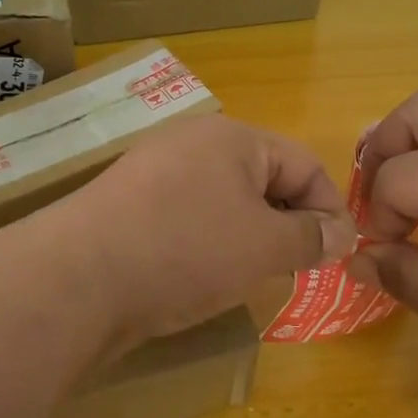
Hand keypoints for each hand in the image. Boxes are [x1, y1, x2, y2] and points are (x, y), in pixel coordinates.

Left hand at [56, 114, 354, 348]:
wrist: (76, 280)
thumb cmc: (185, 251)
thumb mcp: (263, 246)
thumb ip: (310, 237)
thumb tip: (342, 234)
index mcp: (232, 137)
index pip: (304, 163)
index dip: (330, 208)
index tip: (339, 256)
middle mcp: (192, 144)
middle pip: (263, 179)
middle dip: (288, 224)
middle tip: (296, 269)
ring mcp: (154, 174)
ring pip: (224, 202)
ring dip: (249, 237)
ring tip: (251, 276)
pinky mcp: (128, 207)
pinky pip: (187, 218)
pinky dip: (208, 244)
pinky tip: (202, 277)